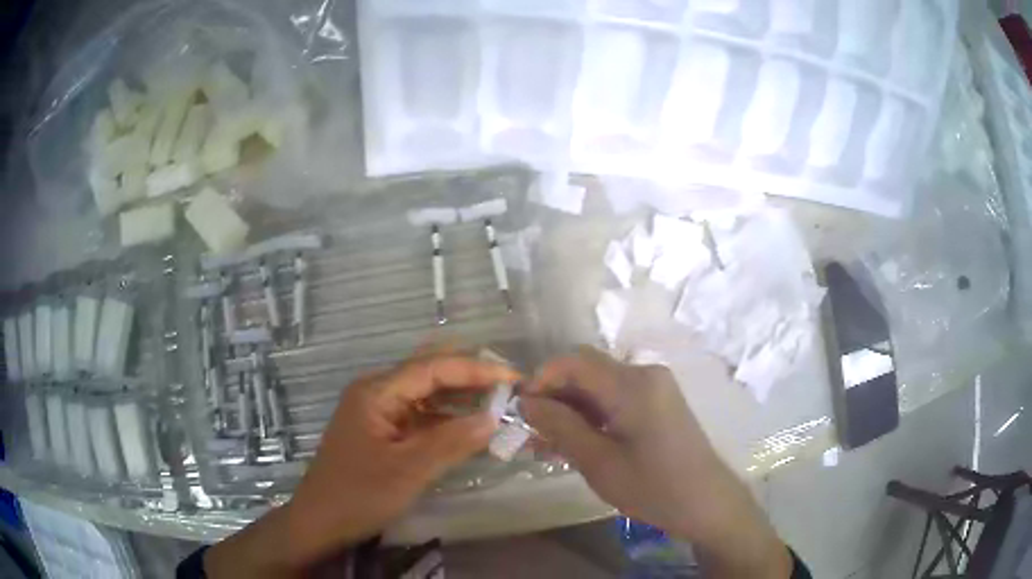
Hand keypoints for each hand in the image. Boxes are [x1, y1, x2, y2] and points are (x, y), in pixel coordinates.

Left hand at [206, 353, 518, 576]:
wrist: (320, 521)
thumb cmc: (359, 494)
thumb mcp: (408, 471)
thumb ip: (452, 442)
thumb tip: (494, 418)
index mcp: (377, 391)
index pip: (433, 367)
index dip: (475, 369)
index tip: (514, 378)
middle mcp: (376, 392)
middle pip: (428, 373)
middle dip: (469, 375)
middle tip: (509, 384)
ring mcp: (378, 412)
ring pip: (425, 394)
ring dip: (459, 397)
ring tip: (497, 401)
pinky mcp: (382, 432)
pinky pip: (419, 417)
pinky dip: (446, 419)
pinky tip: (469, 426)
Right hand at [521, 347, 790, 578]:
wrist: (706, 503)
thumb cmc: (653, 487)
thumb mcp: (598, 462)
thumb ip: (560, 426)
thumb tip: (526, 401)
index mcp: (632, 384)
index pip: (573, 361)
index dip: (541, 380)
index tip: (520, 410)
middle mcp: (644, 374)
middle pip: (585, 371)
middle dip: (554, 397)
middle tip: (531, 432)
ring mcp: (654, 387)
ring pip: (598, 386)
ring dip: (571, 410)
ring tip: (546, 445)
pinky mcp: (658, 402)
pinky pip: (615, 399)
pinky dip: (592, 416)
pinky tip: (575, 443)